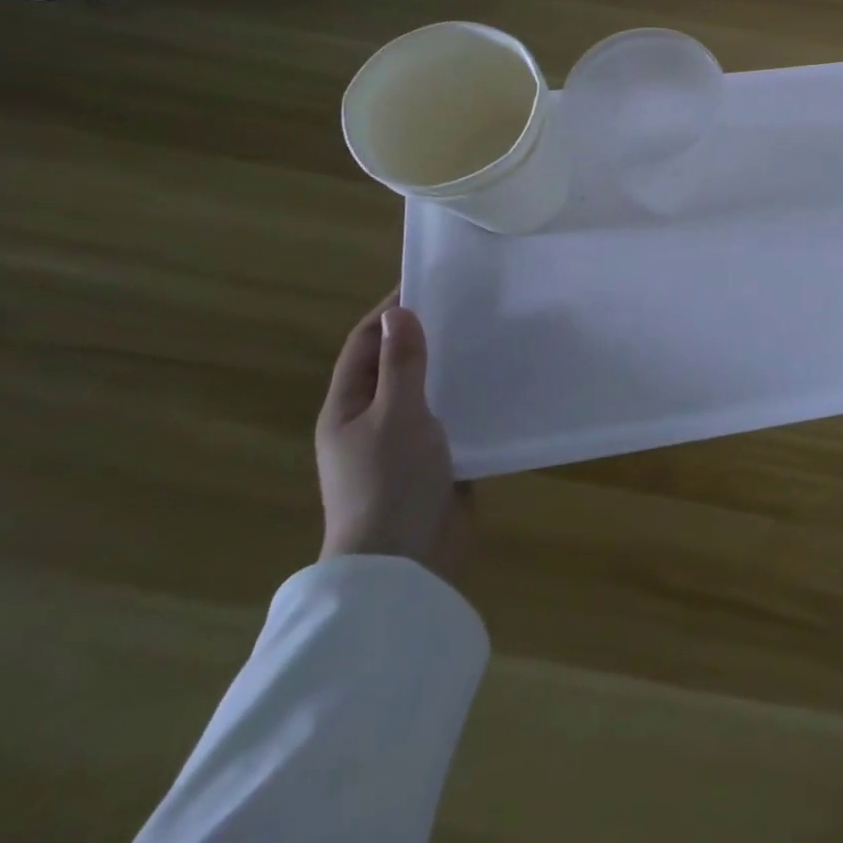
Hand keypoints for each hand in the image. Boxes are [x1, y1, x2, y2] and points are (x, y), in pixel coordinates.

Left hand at [316, 294, 470, 578]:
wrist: (403, 561)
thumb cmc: (390, 481)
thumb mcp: (397, 414)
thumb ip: (401, 364)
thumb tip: (400, 311)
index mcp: (346, 407)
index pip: (364, 343)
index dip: (390, 311)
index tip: (428, 281)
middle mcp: (368, 420)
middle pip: (393, 363)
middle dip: (423, 333)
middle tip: (468, 305)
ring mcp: (399, 442)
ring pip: (424, 388)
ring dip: (448, 363)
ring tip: (489, 336)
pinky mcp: (431, 459)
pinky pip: (447, 414)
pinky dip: (465, 394)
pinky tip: (495, 383)